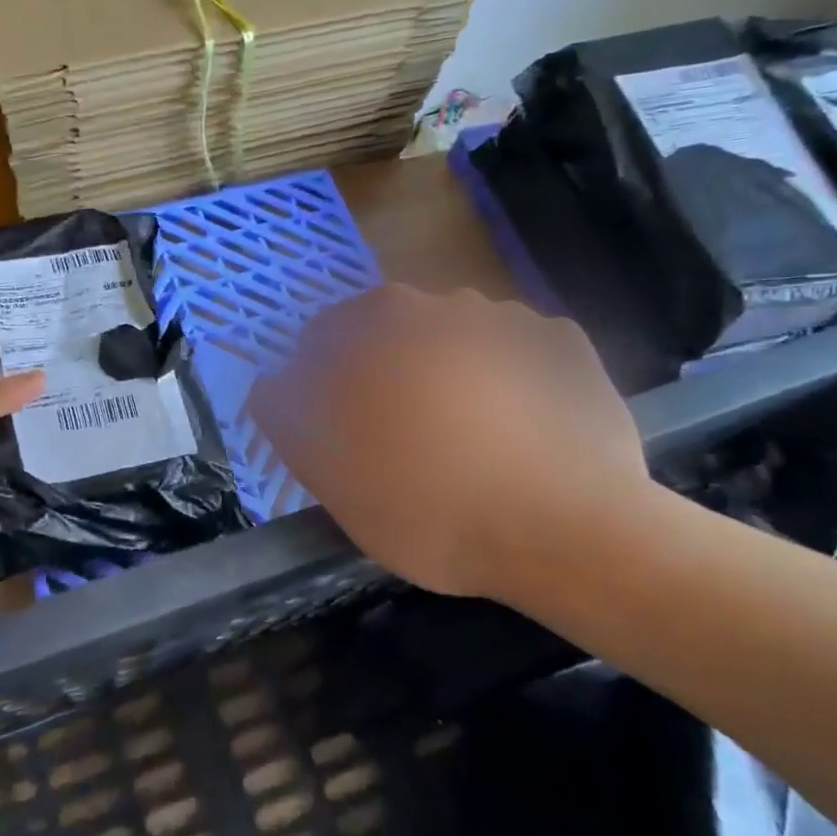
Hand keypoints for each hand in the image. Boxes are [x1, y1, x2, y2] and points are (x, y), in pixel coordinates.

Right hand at [251, 284, 650, 599]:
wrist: (562, 530)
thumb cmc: (426, 503)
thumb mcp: (328, 474)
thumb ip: (288, 417)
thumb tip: (271, 384)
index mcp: (379, 326)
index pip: (326, 335)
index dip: (322, 380)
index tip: (334, 426)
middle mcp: (442, 305)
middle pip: (394, 334)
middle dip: (387, 375)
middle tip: (397, 439)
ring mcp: (511, 322)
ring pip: (456, 343)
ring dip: (449, 375)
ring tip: (462, 439)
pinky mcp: (565, 350)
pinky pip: (515, 359)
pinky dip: (507, 383)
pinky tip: (514, 431)